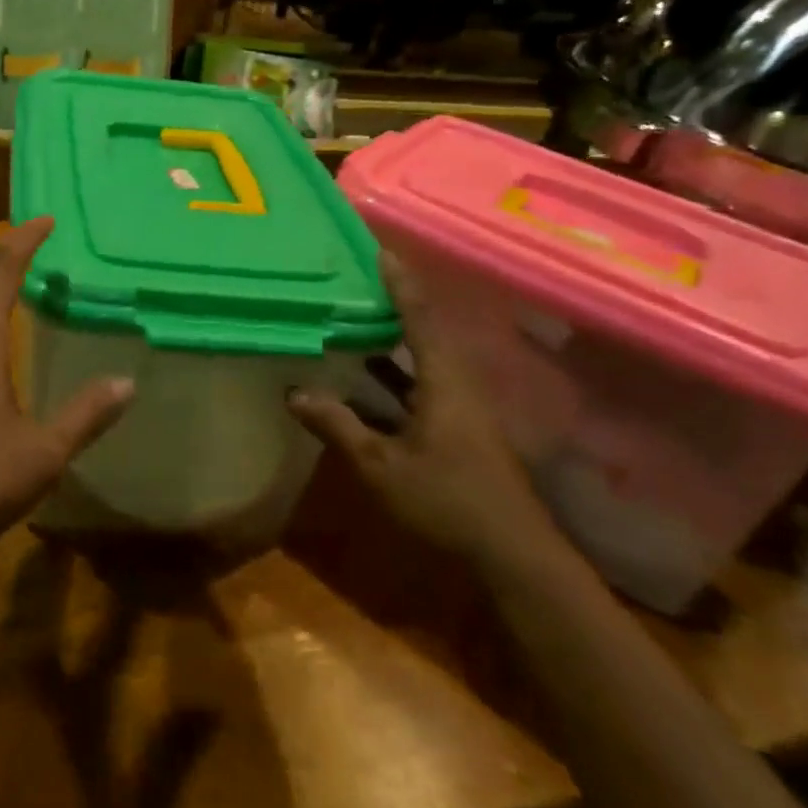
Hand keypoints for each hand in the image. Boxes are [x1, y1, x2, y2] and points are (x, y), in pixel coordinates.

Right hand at [289, 247, 564, 574]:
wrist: (513, 557)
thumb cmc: (447, 501)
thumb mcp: (381, 465)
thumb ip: (337, 425)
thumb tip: (293, 392)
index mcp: (444, 381)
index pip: (419, 317)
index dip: (399, 283)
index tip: (381, 250)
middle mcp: (457, 384)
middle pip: (425, 330)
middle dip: (395, 301)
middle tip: (360, 277)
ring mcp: (462, 408)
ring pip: (425, 358)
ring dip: (394, 337)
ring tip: (357, 315)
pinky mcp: (461, 428)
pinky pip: (424, 382)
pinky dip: (397, 371)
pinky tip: (369, 375)